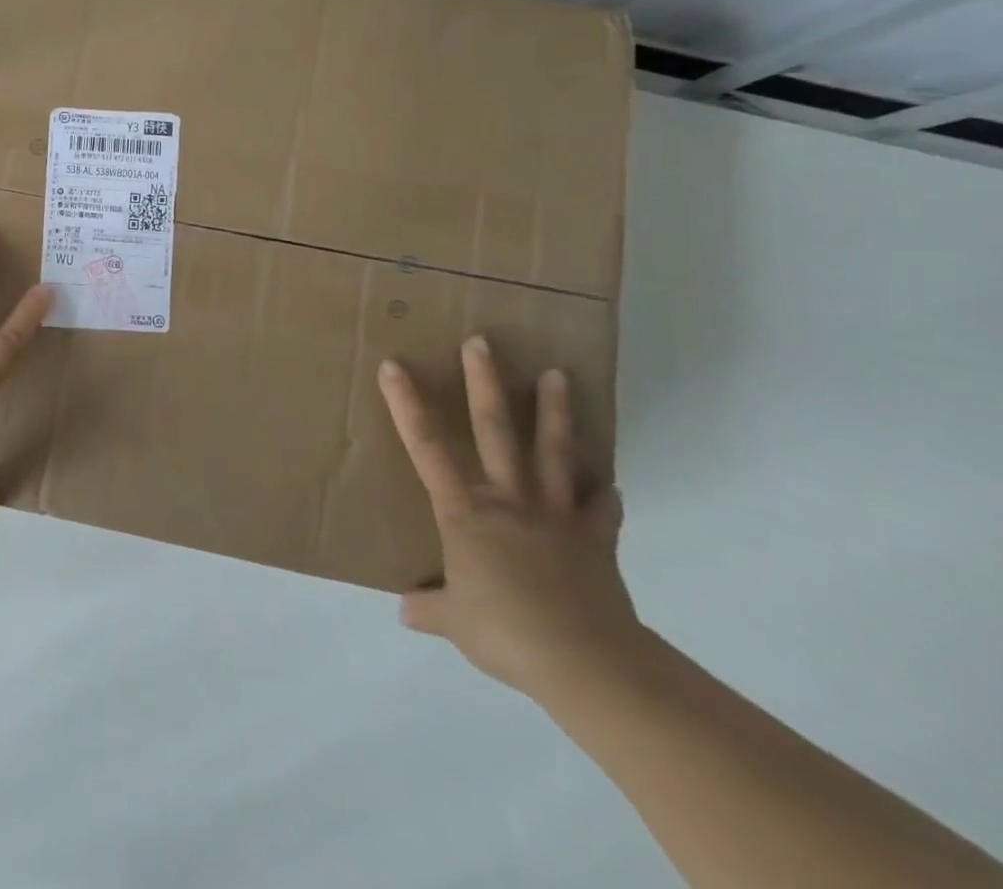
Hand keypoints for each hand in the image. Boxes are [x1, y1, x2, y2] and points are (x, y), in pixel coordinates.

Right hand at [379, 336, 642, 702]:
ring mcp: (555, 514)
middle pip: (495, 429)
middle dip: (485, 382)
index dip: (406, 404)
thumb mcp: (456, 623)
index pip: (427, 447)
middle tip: (483, 340)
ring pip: (554, 451)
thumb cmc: (507, 632)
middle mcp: (508, 499)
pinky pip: (601, 506)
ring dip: (555, 411)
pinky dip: (604, 491)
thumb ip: (429, 609)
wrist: (585, 662)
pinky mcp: (595, 537)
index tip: (394, 366)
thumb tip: (405, 609)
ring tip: (558, 374)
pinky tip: (608, 480)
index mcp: (465, 513)